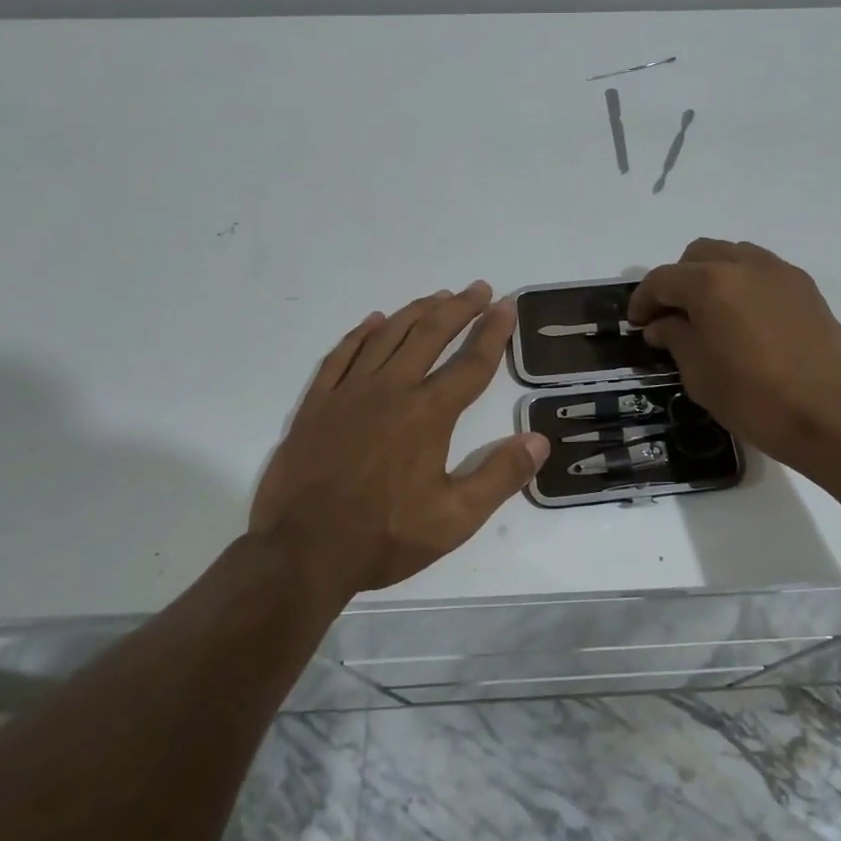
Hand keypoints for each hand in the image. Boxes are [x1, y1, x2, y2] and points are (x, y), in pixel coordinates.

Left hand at [250, 282, 547, 594]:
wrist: (302, 551)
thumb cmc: (383, 537)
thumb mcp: (454, 519)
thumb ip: (499, 476)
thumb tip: (539, 439)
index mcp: (428, 414)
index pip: (471, 363)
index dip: (493, 332)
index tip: (506, 306)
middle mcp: (391, 390)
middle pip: (430, 335)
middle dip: (458, 309)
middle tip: (478, 289)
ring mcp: (348, 393)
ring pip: (387, 336)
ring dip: (416, 312)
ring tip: (438, 296)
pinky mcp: (316, 404)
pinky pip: (341, 355)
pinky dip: (361, 334)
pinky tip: (374, 321)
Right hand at [627, 239, 840, 472]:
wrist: (833, 415)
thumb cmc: (755, 398)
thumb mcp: (699, 374)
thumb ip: (675, 338)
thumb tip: (663, 324)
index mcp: (710, 283)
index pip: (662, 279)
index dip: (643, 301)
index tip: (637, 325)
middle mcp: (744, 265)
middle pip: (697, 255)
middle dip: (678, 281)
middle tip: (672, 317)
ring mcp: (780, 272)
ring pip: (732, 256)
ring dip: (712, 277)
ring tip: (709, 315)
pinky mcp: (806, 288)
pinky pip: (762, 271)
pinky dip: (743, 285)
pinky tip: (744, 320)